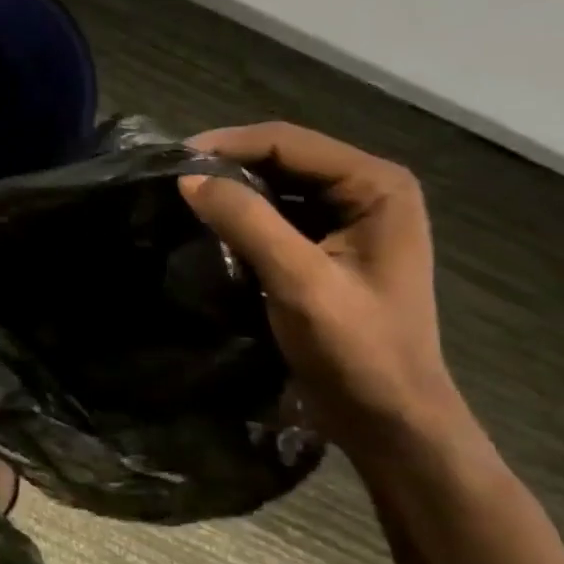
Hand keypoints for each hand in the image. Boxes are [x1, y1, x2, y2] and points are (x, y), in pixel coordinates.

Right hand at [178, 123, 476, 463]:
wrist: (390, 421)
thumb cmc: (357, 351)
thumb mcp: (299, 281)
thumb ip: (247, 222)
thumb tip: (187, 179)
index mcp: (377, 186)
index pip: (289, 142)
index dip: (228, 144)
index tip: (173, 161)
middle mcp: (369, 189)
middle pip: (284, 157)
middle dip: (228, 163)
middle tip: (172, 177)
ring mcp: (351, 217)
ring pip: (279, 184)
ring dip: (233, 187)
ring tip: (183, 196)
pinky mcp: (332, 245)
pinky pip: (280, 212)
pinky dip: (244, 213)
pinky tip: (211, 223)